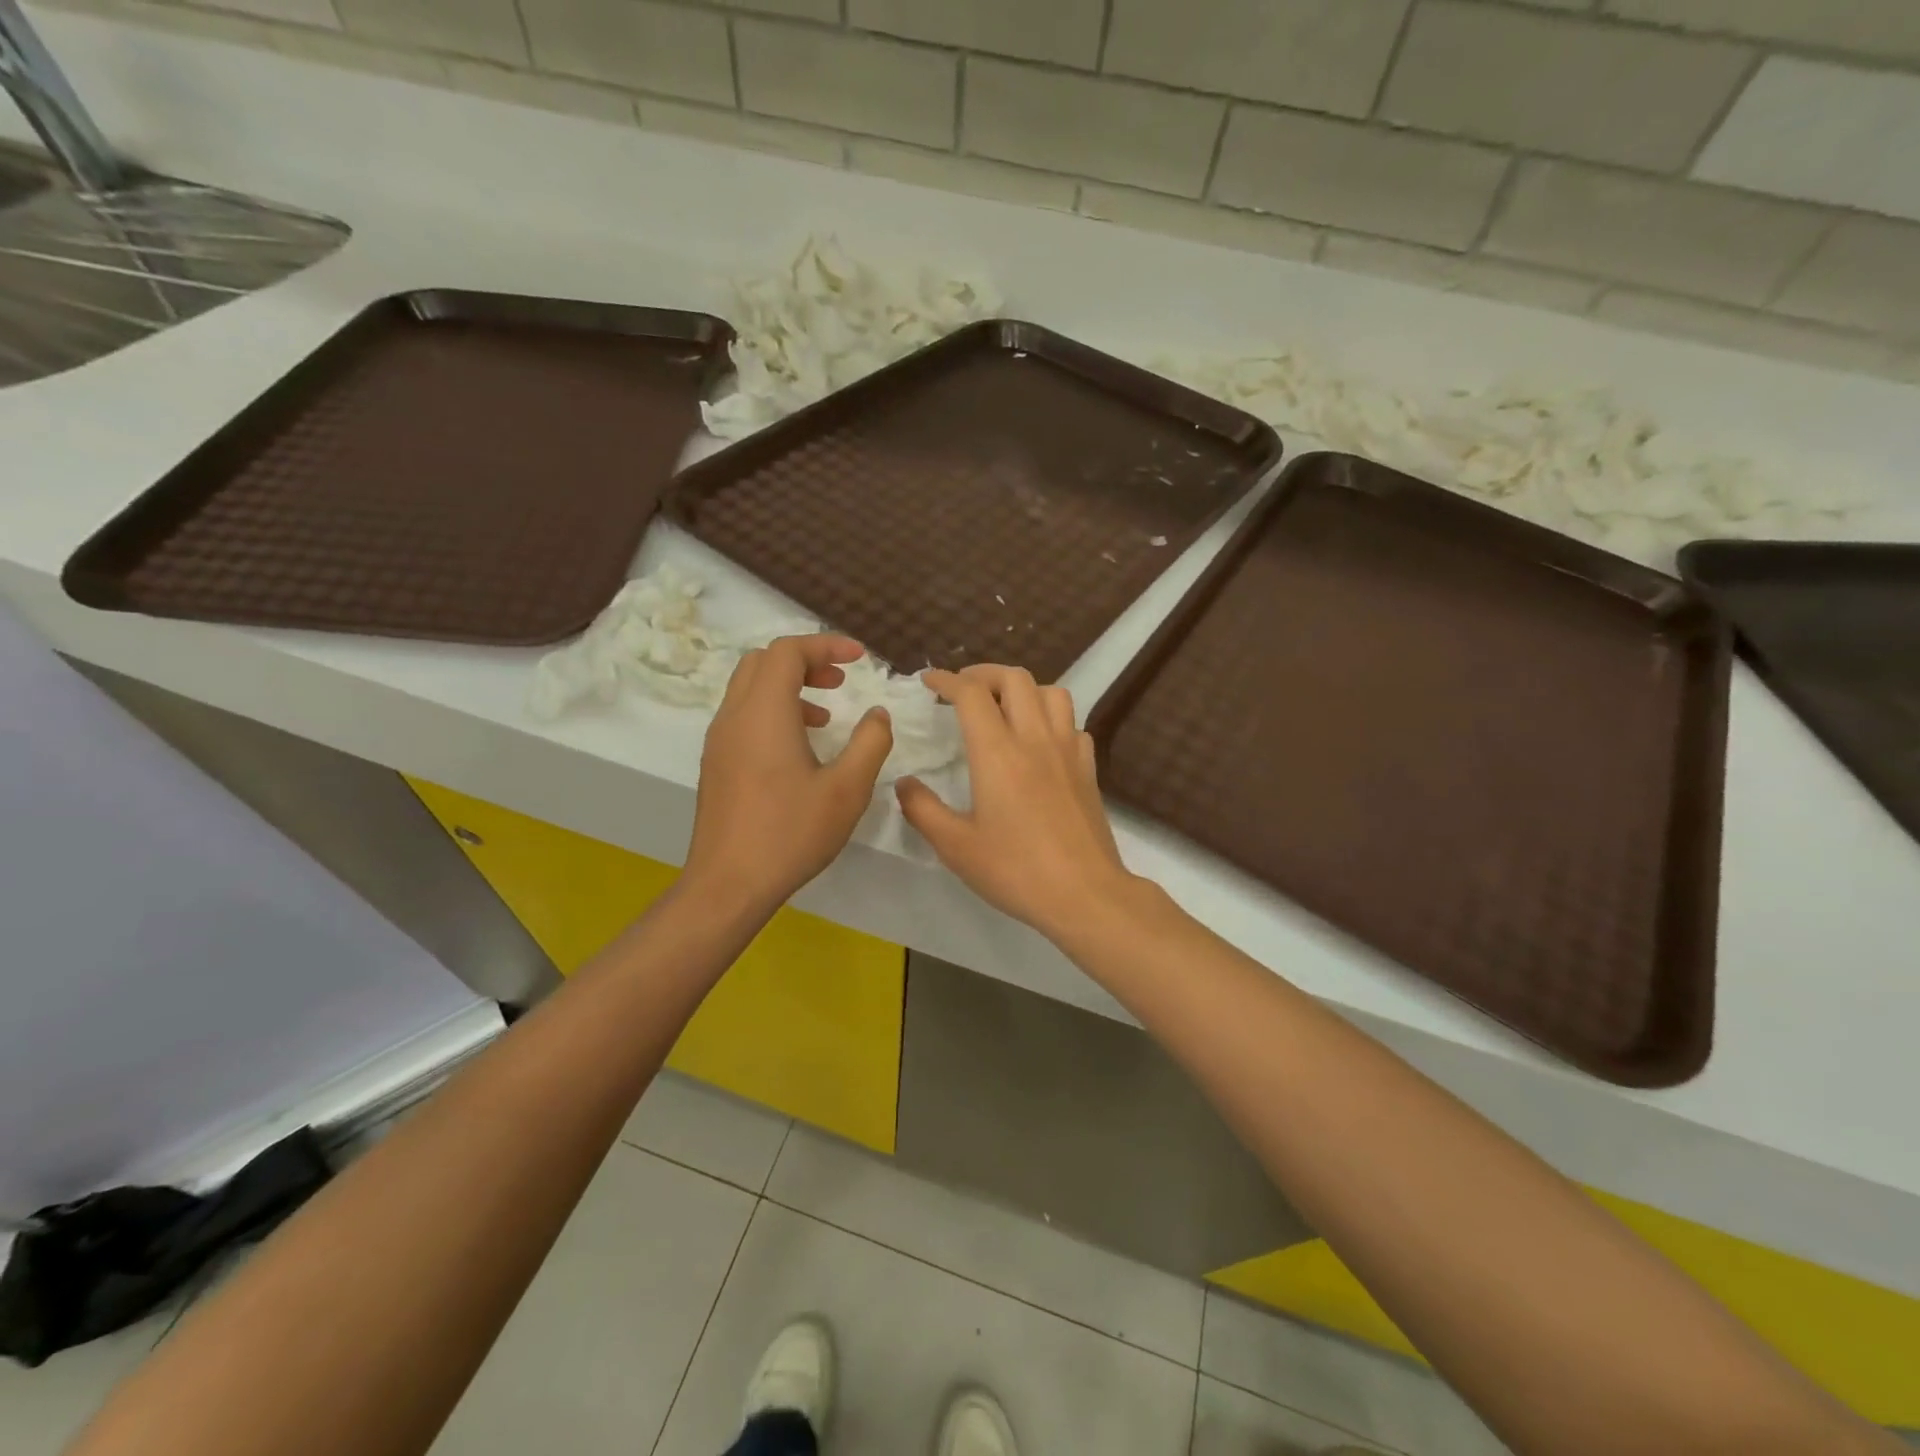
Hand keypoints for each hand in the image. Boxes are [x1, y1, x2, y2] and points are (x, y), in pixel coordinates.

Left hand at [685, 634, 892, 911]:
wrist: (729, 884)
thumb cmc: (791, 833)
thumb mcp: (847, 789)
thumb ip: (870, 742)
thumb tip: (877, 713)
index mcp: (764, 713)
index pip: (787, 651)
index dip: (825, 644)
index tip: (860, 658)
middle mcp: (734, 716)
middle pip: (763, 661)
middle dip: (805, 660)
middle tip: (840, 680)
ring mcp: (719, 740)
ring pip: (749, 688)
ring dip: (788, 686)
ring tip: (826, 715)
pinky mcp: (716, 763)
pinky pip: (743, 715)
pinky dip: (773, 711)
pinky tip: (800, 748)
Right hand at [896, 665, 1138, 941]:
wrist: (1085, 894)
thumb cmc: (1016, 870)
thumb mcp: (956, 847)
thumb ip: (923, 809)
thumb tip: (904, 783)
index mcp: (998, 753)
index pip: (971, 693)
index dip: (946, 679)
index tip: (928, 681)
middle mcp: (1035, 739)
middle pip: (1015, 678)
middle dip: (984, 674)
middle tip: (963, 690)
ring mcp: (1068, 751)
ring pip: (1052, 692)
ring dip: (1023, 689)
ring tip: (1004, 708)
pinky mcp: (1088, 768)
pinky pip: (1072, 724)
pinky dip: (1052, 719)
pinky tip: (1040, 742)